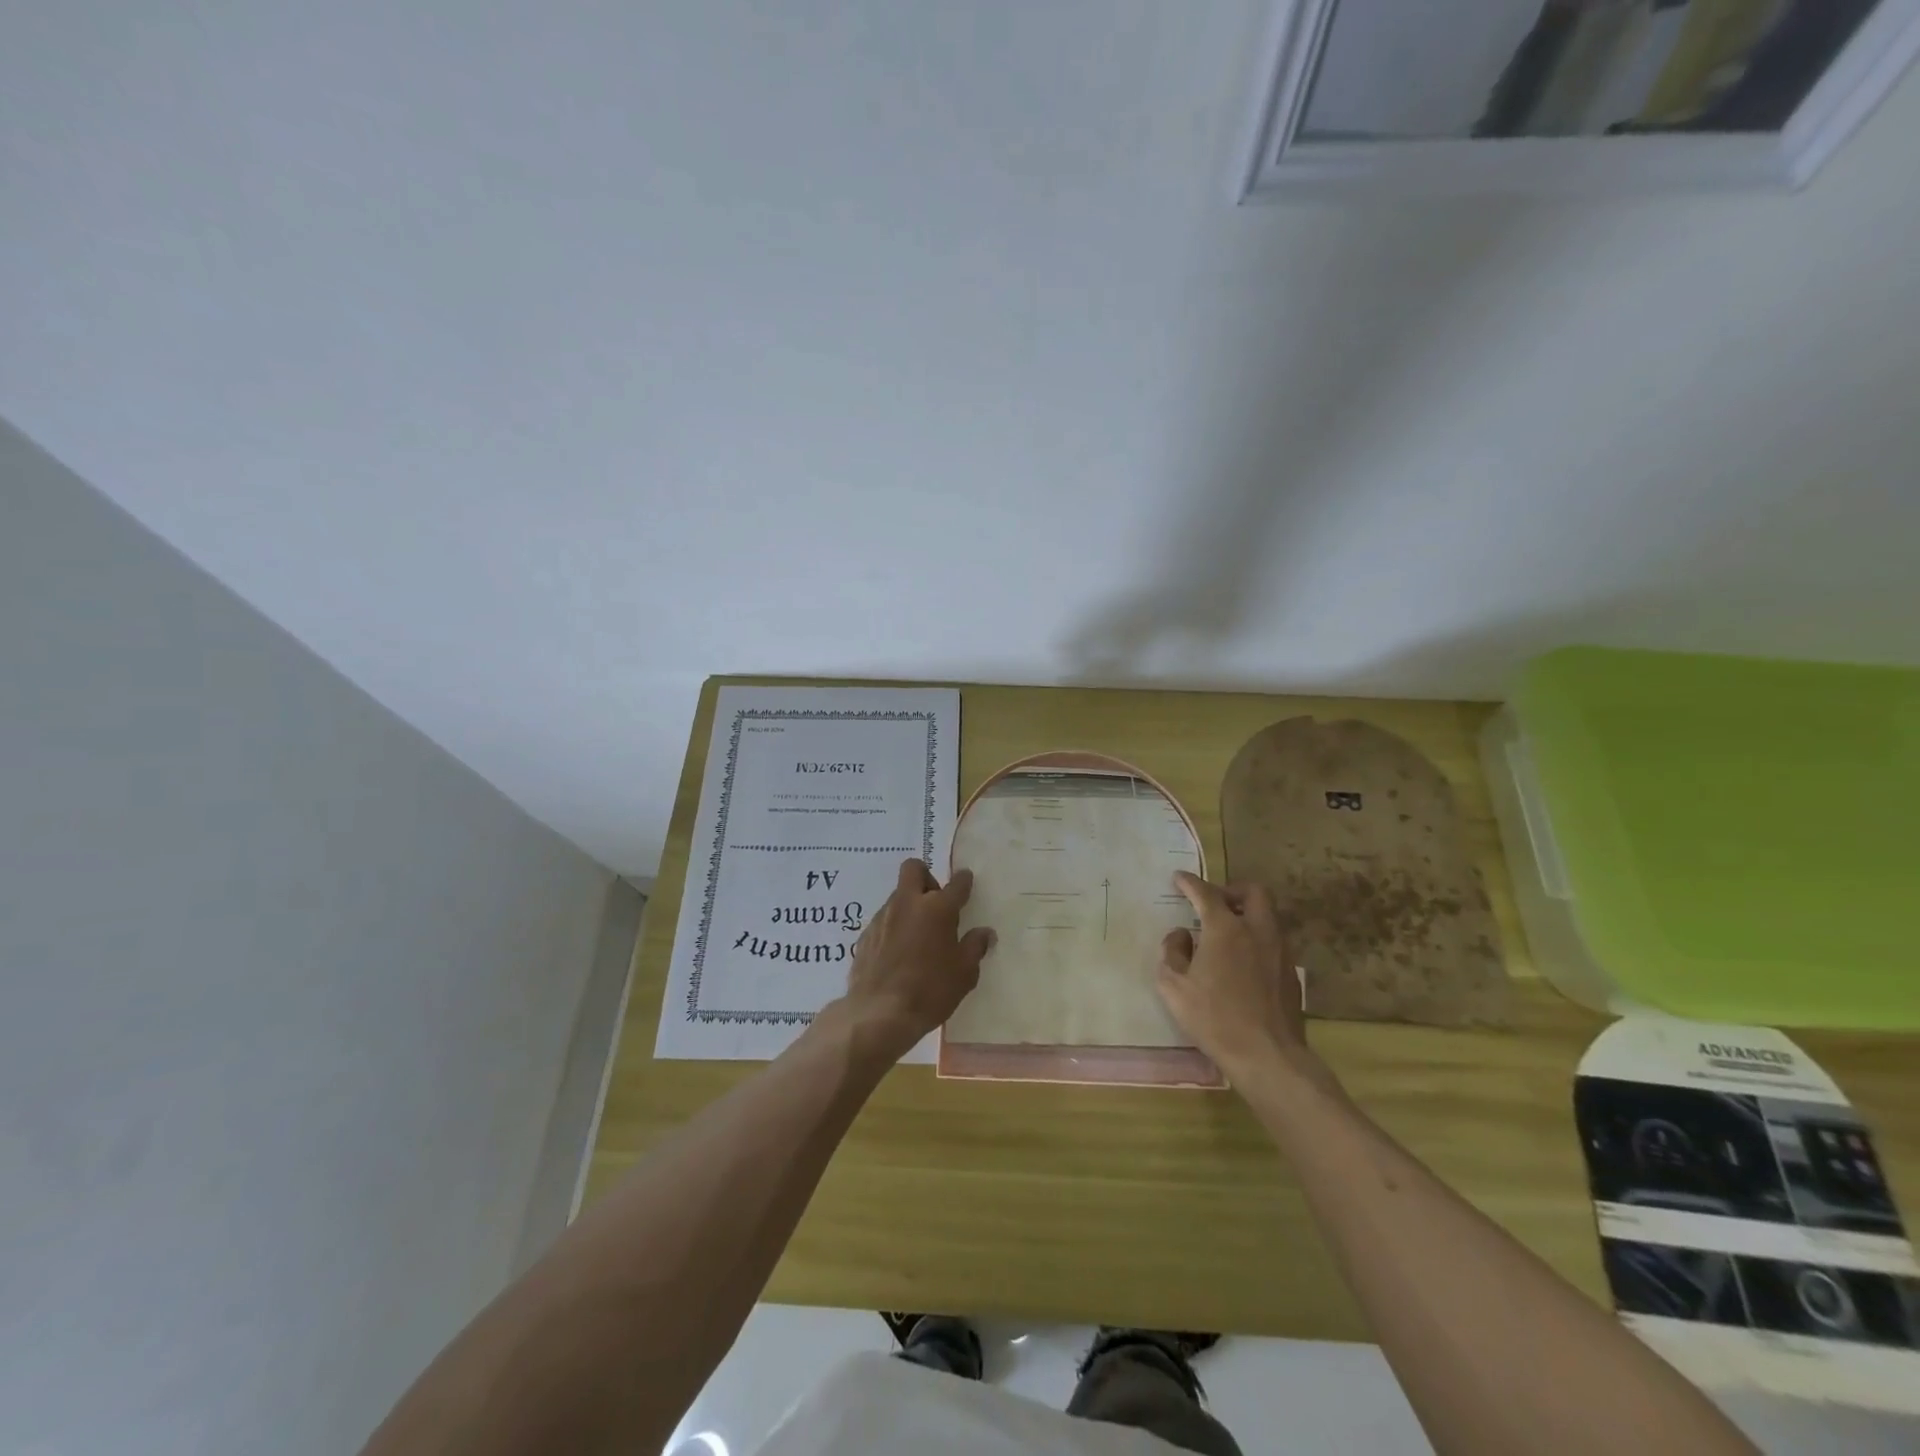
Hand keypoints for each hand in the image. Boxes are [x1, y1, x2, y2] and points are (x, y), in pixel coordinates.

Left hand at [838, 858, 994, 1062]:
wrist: (879, 1013)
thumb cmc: (930, 991)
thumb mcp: (964, 974)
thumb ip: (975, 948)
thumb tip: (985, 933)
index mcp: (938, 909)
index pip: (956, 883)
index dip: (963, 881)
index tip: (966, 882)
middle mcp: (908, 904)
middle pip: (914, 869)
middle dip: (927, 877)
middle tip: (936, 903)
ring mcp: (883, 917)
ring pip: (898, 896)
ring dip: (910, 906)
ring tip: (918, 936)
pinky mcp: (865, 935)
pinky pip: (884, 920)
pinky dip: (894, 927)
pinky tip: (898, 953)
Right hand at [1157, 871, 1309, 1078]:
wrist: (1267, 1055)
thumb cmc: (1214, 1018)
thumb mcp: (1173, 986)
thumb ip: (1172, 952)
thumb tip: (1181, 936)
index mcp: (1226, 929)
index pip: (1206, 893)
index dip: (1190, 882)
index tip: (1179, 878)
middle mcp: (1257, 931)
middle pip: (1253, 892)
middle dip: (1231, 890)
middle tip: (1214, 903)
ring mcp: (1280, 951)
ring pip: (1268, 916)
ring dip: (1247, 914)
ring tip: (1226, 933)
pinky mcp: (1291, 973)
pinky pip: (1273, 941)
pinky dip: (1256, 939)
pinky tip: (1242, 962)